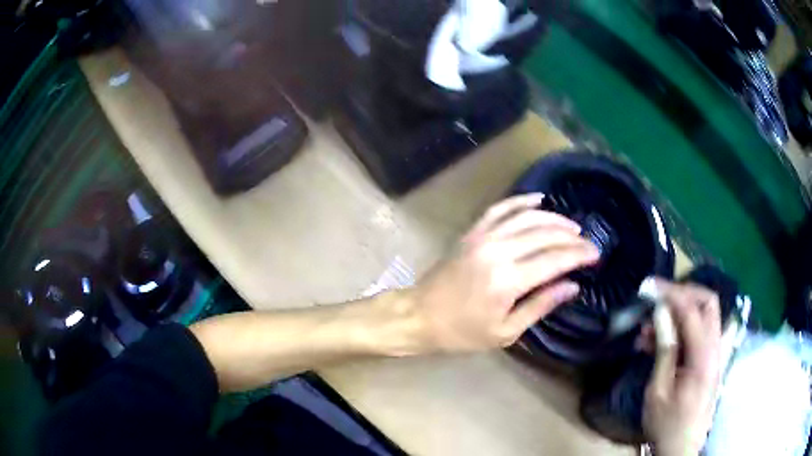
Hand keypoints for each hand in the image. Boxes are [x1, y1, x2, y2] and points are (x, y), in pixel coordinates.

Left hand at [407, 194, 599, 352]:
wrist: (420, 316)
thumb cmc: (462, 332)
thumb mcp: (505, 332)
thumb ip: (540, 305)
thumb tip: (572, 286)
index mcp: (508, 281)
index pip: (555, 259)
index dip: (579, 255)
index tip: (596, 254)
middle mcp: (498, 251)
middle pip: (545, 235)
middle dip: (572, 237)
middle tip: (589, 242)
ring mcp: (483, 237)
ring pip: (527, 217)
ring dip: (553, 218)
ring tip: (572, 226)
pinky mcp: (472, 232)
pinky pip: (500, 209)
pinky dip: (521, 201)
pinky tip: (538, 200)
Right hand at [643, 280, 721, 455]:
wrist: (681, 448)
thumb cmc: (667, 424)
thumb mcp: (659, 391)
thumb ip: (665, 350)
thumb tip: (661, 313)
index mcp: (704, 358)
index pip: (693, 310)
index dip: (671, 294)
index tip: (649, 287)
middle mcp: (716, 349)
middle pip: (708, 303)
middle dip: (683, 293)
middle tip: (658, 299)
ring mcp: (716, 353)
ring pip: (705, 315)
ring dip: (680, 312)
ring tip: (649, 327)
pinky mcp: (711, 360)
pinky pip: (701, 332)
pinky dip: (683, 328)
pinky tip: (660, 340)